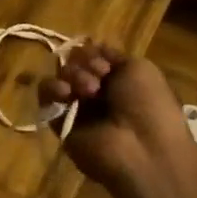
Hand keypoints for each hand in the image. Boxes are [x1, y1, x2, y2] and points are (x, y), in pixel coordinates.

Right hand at [39, 43, 193, 197]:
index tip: (105, 64)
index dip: (94, 54)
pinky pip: (46, 98)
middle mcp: (97, 93)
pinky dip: (51, 89)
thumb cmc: (149, 105)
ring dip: (72, 75)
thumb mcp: (140, 69)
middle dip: (85, 64)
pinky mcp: (60, 123)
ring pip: (61, 76)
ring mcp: (78, 108)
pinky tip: (65, 93)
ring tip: (87, 90)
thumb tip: (91, 47)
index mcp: (119, 80)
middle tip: (99, 77)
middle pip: (75, 63)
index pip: (93, 56)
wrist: (143, 150)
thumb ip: (112, 55)